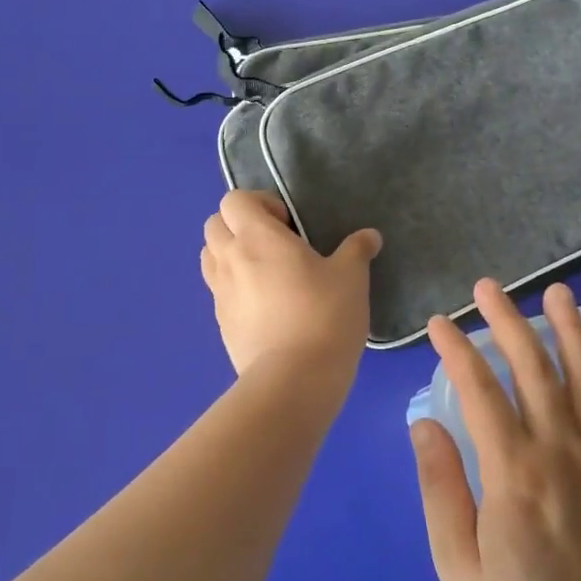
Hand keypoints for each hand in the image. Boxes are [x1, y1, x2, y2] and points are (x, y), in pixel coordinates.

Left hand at [201, 190, 381, 376]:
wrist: (294, 380)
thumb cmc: (324, 316)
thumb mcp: (351, 278)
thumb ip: (357, 250)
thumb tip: (369, 236)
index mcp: (256, 237)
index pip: (234, 200)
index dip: (259, 203)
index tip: (288, 223)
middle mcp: (230, 259)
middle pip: (214, 224)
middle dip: (239, 225)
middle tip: (275, 244)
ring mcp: (220, 293)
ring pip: (210, 257)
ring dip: (230, 254)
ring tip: (265, 272)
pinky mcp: (220, 324)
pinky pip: (218, 291)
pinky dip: (234, 287)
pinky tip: (265, 306)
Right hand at [411, 281, 580, 580]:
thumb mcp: (458, 566)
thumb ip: (440, 488)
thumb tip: (425, 422)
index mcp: (514, 473)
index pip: (480, 390)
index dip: (457, 350)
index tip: (439, 323)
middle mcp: (560, 452)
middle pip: (532, 369)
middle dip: (507, 321)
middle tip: (488, 287)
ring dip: (569, 330)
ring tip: (557, 292)